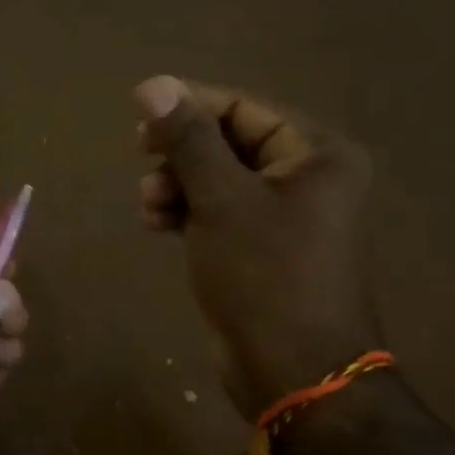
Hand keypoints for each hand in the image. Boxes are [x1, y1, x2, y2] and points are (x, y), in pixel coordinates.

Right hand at [136, 75, 379, 414]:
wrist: (294, 370)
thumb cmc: (264, 274)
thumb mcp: (221, 199)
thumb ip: (187, 139)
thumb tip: (154, 84)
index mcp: (316, 154)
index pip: (243, 108)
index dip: (189, 106)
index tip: (137, 116)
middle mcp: (306, 178)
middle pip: (229, 142)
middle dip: (180, 152)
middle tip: (139, 156)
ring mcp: (285, 217)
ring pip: (218, 180)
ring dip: (177, 185)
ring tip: (148, 205)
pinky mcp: (262, 250)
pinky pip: (219, 213)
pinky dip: (187, 213)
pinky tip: (156, 224)